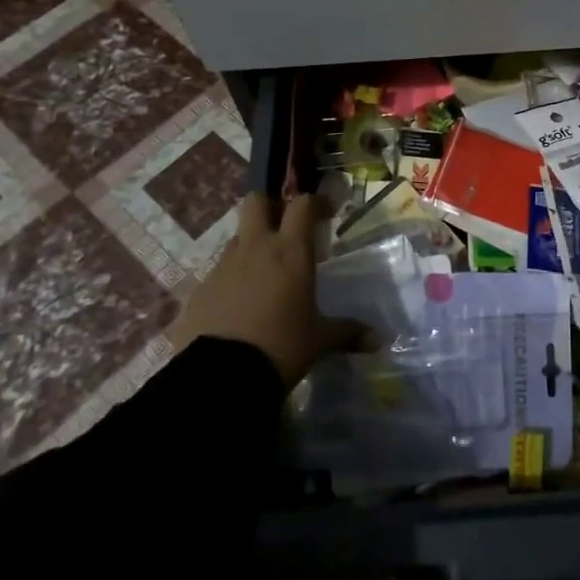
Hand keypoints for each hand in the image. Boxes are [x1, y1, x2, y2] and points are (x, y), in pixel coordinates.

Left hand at [168, 193, 369, 386]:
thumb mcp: (319, 340)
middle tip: (285, 231)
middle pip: (256, 202)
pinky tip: (240, 305)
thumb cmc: (281, 347)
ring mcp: (224, 266)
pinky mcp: (200, 289)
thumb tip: (378, 340)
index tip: (325, 213)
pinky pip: (219, 271)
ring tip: (264, 275)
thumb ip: (347, 333)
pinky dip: (232, 279)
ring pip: (237, 238)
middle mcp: (255, 248)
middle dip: (270, 208)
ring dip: (251, 246)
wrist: (221, 377)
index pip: (303, 205)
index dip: (315, 202)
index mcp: (290, 251)